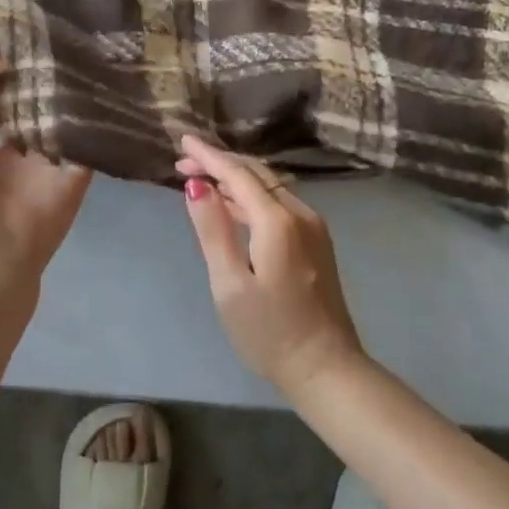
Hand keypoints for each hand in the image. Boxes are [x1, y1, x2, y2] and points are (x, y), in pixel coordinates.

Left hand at [0, 46, 92, 284]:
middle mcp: (10, 157)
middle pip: (19, 113)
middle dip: (26, 85)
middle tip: (40, 48)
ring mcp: (44, 166)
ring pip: (54, 125)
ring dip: (60, 98)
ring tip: (71, 59)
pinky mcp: (74, 174)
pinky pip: (85, 143)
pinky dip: (91, 122)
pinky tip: (97, 88)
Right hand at [177, 134, 366, 399]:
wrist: (326, 368)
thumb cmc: (269, 332)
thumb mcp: (229, 284)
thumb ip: (213, 229)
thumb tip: (196, 185)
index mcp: (278, 221)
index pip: (238, 173)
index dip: (209, 155)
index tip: (182, 140)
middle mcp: (300, 213)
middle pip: (257, 173)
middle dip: (220, 162)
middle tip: (184, 162)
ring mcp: (312, 226)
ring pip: (269, 186)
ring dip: (235, 178)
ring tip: (201, 179)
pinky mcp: (315, 240)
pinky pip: (279, 203)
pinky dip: (252, 195)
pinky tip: (232, 204)